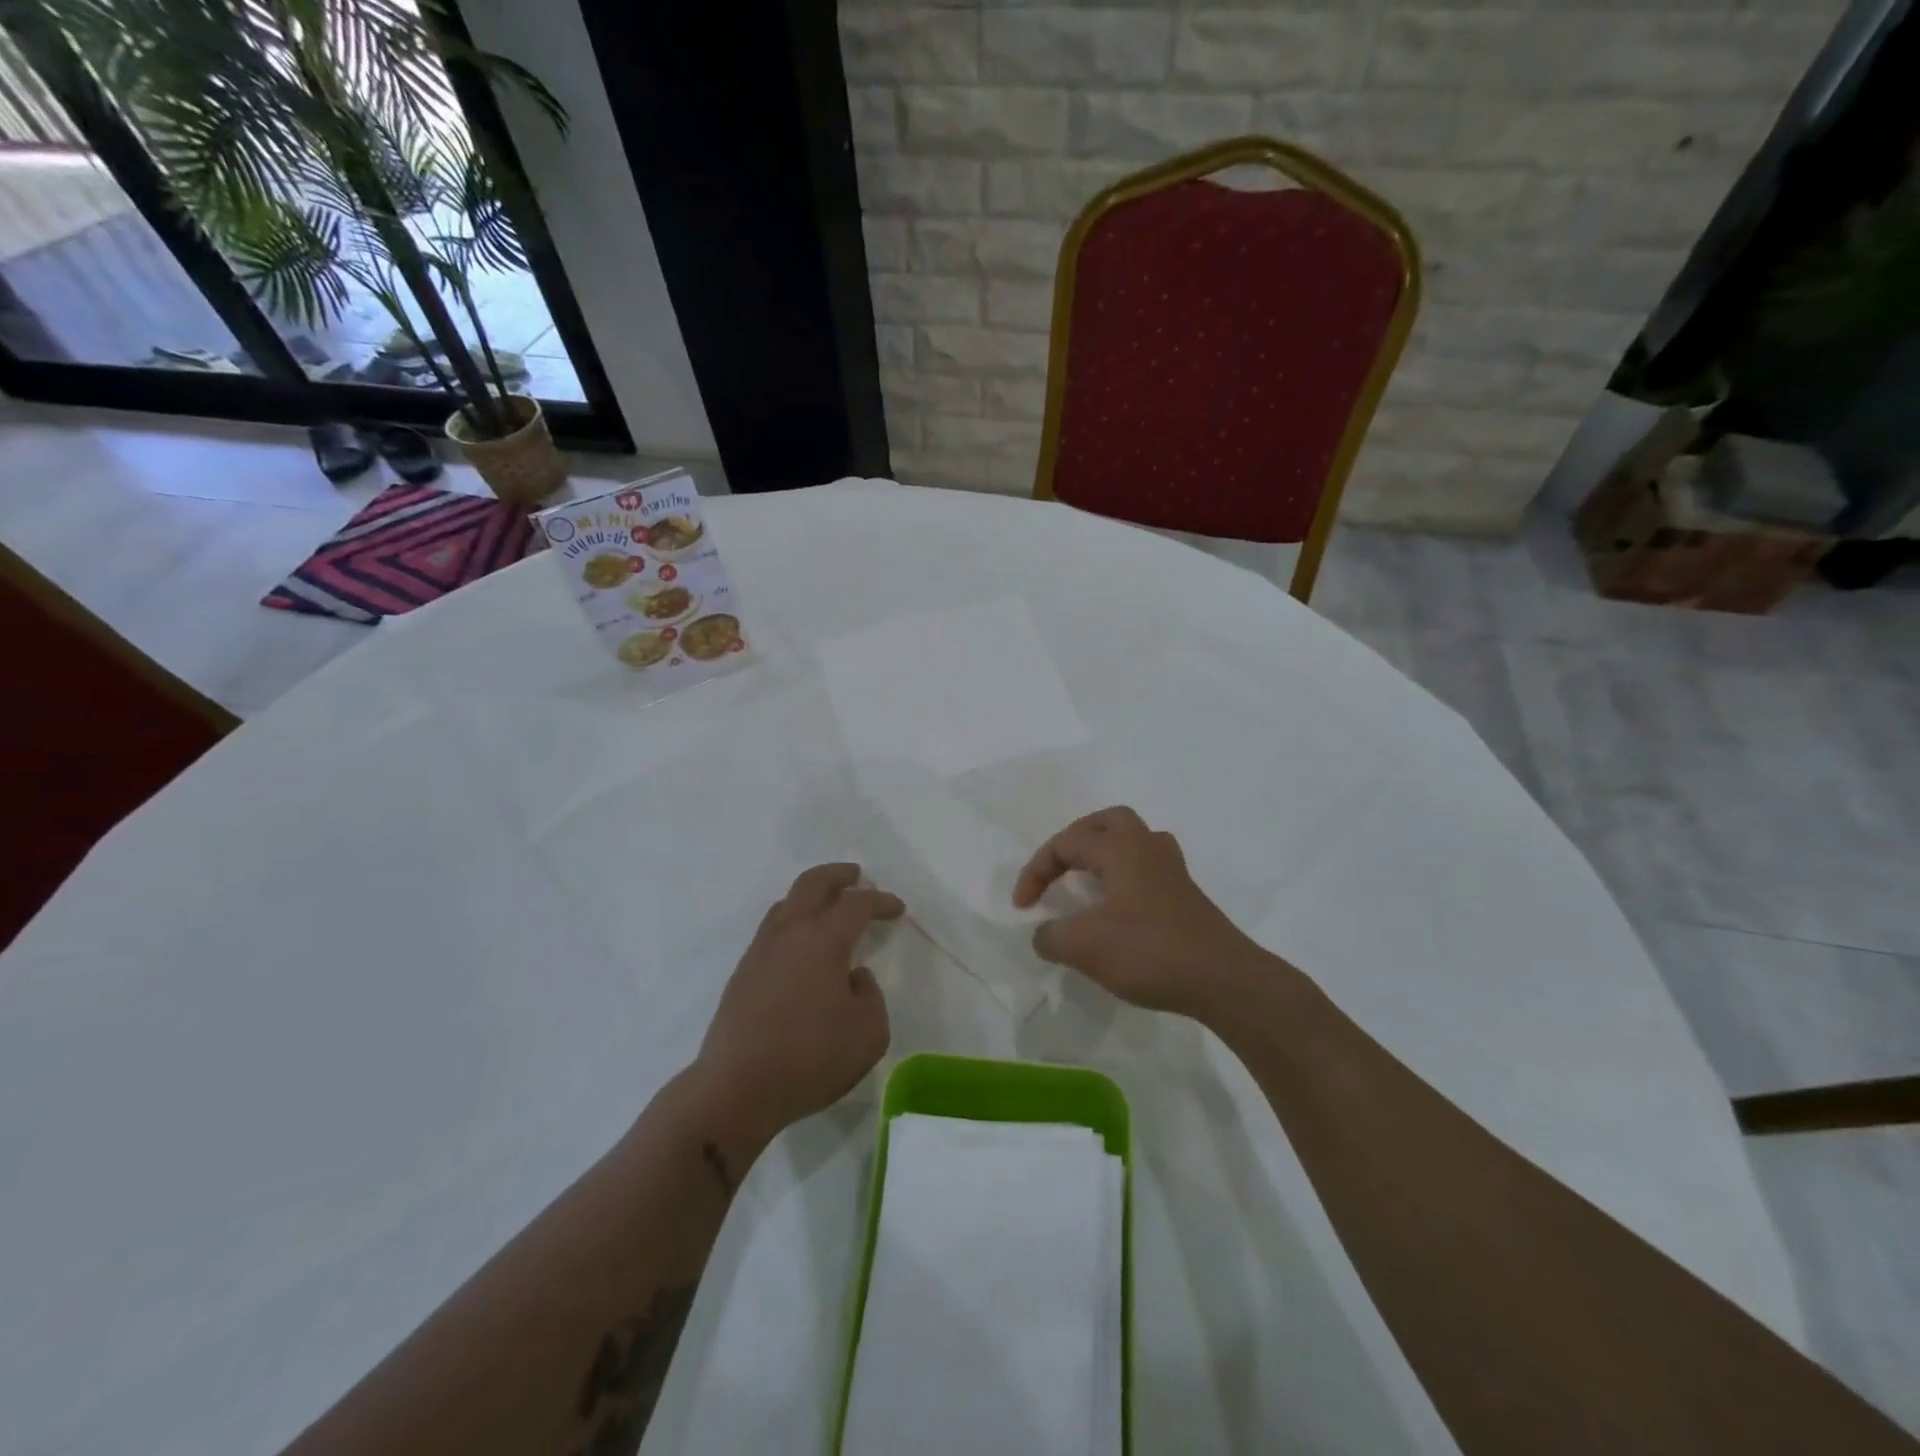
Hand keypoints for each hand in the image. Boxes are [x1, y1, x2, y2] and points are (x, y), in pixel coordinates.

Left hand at [695, 864, 903, 1143]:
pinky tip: (801, 948)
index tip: (897, 909)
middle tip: (856, 875)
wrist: (736, 1089)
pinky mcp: (742, 976)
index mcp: (822, 940)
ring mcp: (759, 953)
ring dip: (810, 897)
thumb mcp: (869, 1033)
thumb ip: (871, 996)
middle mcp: (788, 934)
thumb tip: (853, 977)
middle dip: (837, 875)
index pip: (856, 905)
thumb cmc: (810, 1058)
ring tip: (827, 907)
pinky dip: (792, 923)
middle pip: (811, 885)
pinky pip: (771, 931)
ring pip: (785, 905)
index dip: (880, 902)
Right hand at [1012, 806, 1269, 1019]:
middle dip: (1074, 840)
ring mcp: (1171, 868)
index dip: (1036, 871)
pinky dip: (1122, 873)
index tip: (1022, 908)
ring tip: (1086, 879)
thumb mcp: (1086, 947)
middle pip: (1106, 821)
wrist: (1223, 979)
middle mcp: (1146, 846)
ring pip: (1131, 839)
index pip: (1065, 843)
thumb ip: (1052, 936)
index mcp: (1119, 848)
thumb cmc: (1150, 952)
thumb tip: (1044, 935)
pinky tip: (1117, 904)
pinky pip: (1145, 865)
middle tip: (1058, 867)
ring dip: (1102, 852)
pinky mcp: (1184, 893)